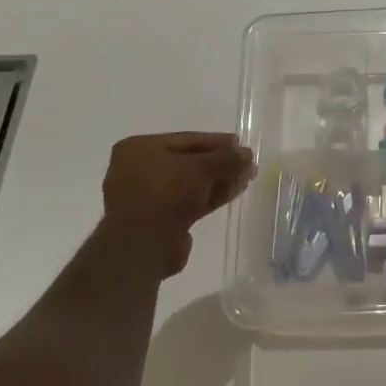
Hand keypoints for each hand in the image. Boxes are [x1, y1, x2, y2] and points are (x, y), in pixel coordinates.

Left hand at [90, 132, 254, 278]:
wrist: (142, 246)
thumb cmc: (165, 193)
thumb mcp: (201, 168)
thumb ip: (226, 158)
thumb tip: (247, 153)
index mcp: (139, 148)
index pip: (186, 139)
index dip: (217, 142)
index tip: (241, 144)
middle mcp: (138, 170)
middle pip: (188, 162)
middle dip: (219, 163)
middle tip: (246, 163)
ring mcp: (146, 197)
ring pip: (189, 184)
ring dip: (217, 181)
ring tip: (246, 178)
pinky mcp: (157, 221)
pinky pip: (187, 202)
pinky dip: (208, 197)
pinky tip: (232, 193)